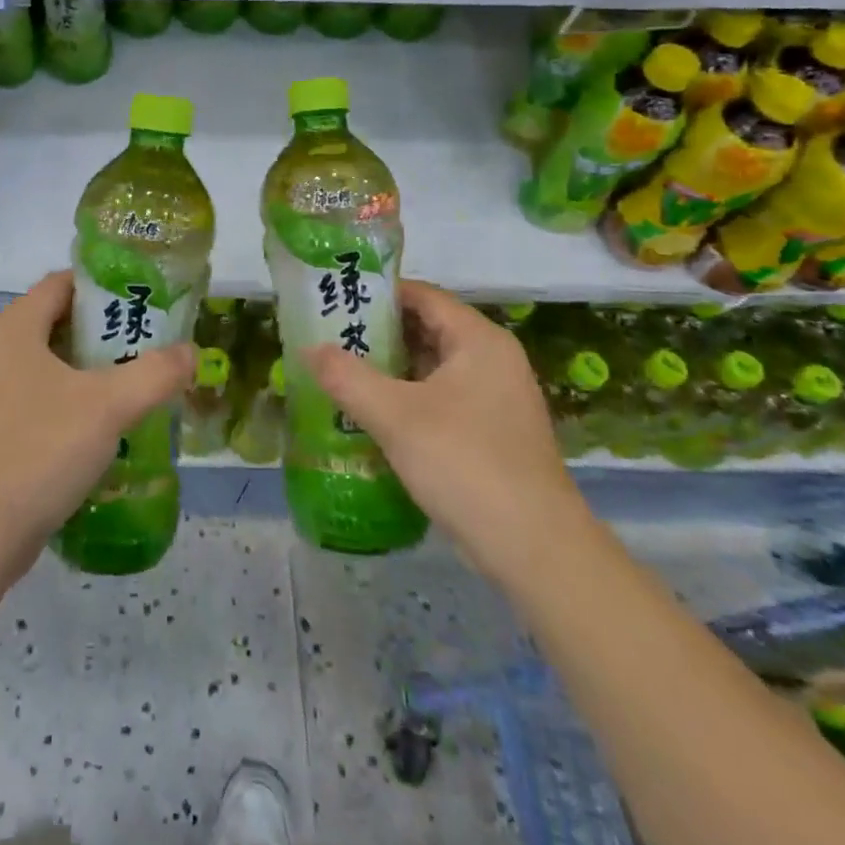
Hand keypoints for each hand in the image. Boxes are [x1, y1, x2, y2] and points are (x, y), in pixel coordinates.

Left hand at [0, 271, 193, 589]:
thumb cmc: (41, 450)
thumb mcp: (109, 406)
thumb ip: (155, 373)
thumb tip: (191, 352)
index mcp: (15, 328)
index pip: (62, 282)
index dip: (104, 284)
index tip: (144, 296)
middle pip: (59, 321)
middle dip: (105, 328)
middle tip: (150, 339)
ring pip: (51, 362)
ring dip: (92, 367)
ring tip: (137, 378)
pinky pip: (41, 395)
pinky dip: (73, 397)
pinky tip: (106, 422)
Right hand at [298, 281, 588, 584]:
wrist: (536, 551)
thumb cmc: (465, 464)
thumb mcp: (395, 416)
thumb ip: (347, 376)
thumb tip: (309, 347)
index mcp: (479, 340)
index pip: (423, 295)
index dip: (378, 293)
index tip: (336, 298)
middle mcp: (493, 360)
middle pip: (427, 329)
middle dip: (378, 333)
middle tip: (329, 337)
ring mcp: (496, 399)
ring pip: (433, 367)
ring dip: (390, 369)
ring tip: (340, 372)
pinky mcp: (493, 433)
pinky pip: (442, 399)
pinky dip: (408, 398)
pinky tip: (372, 414)